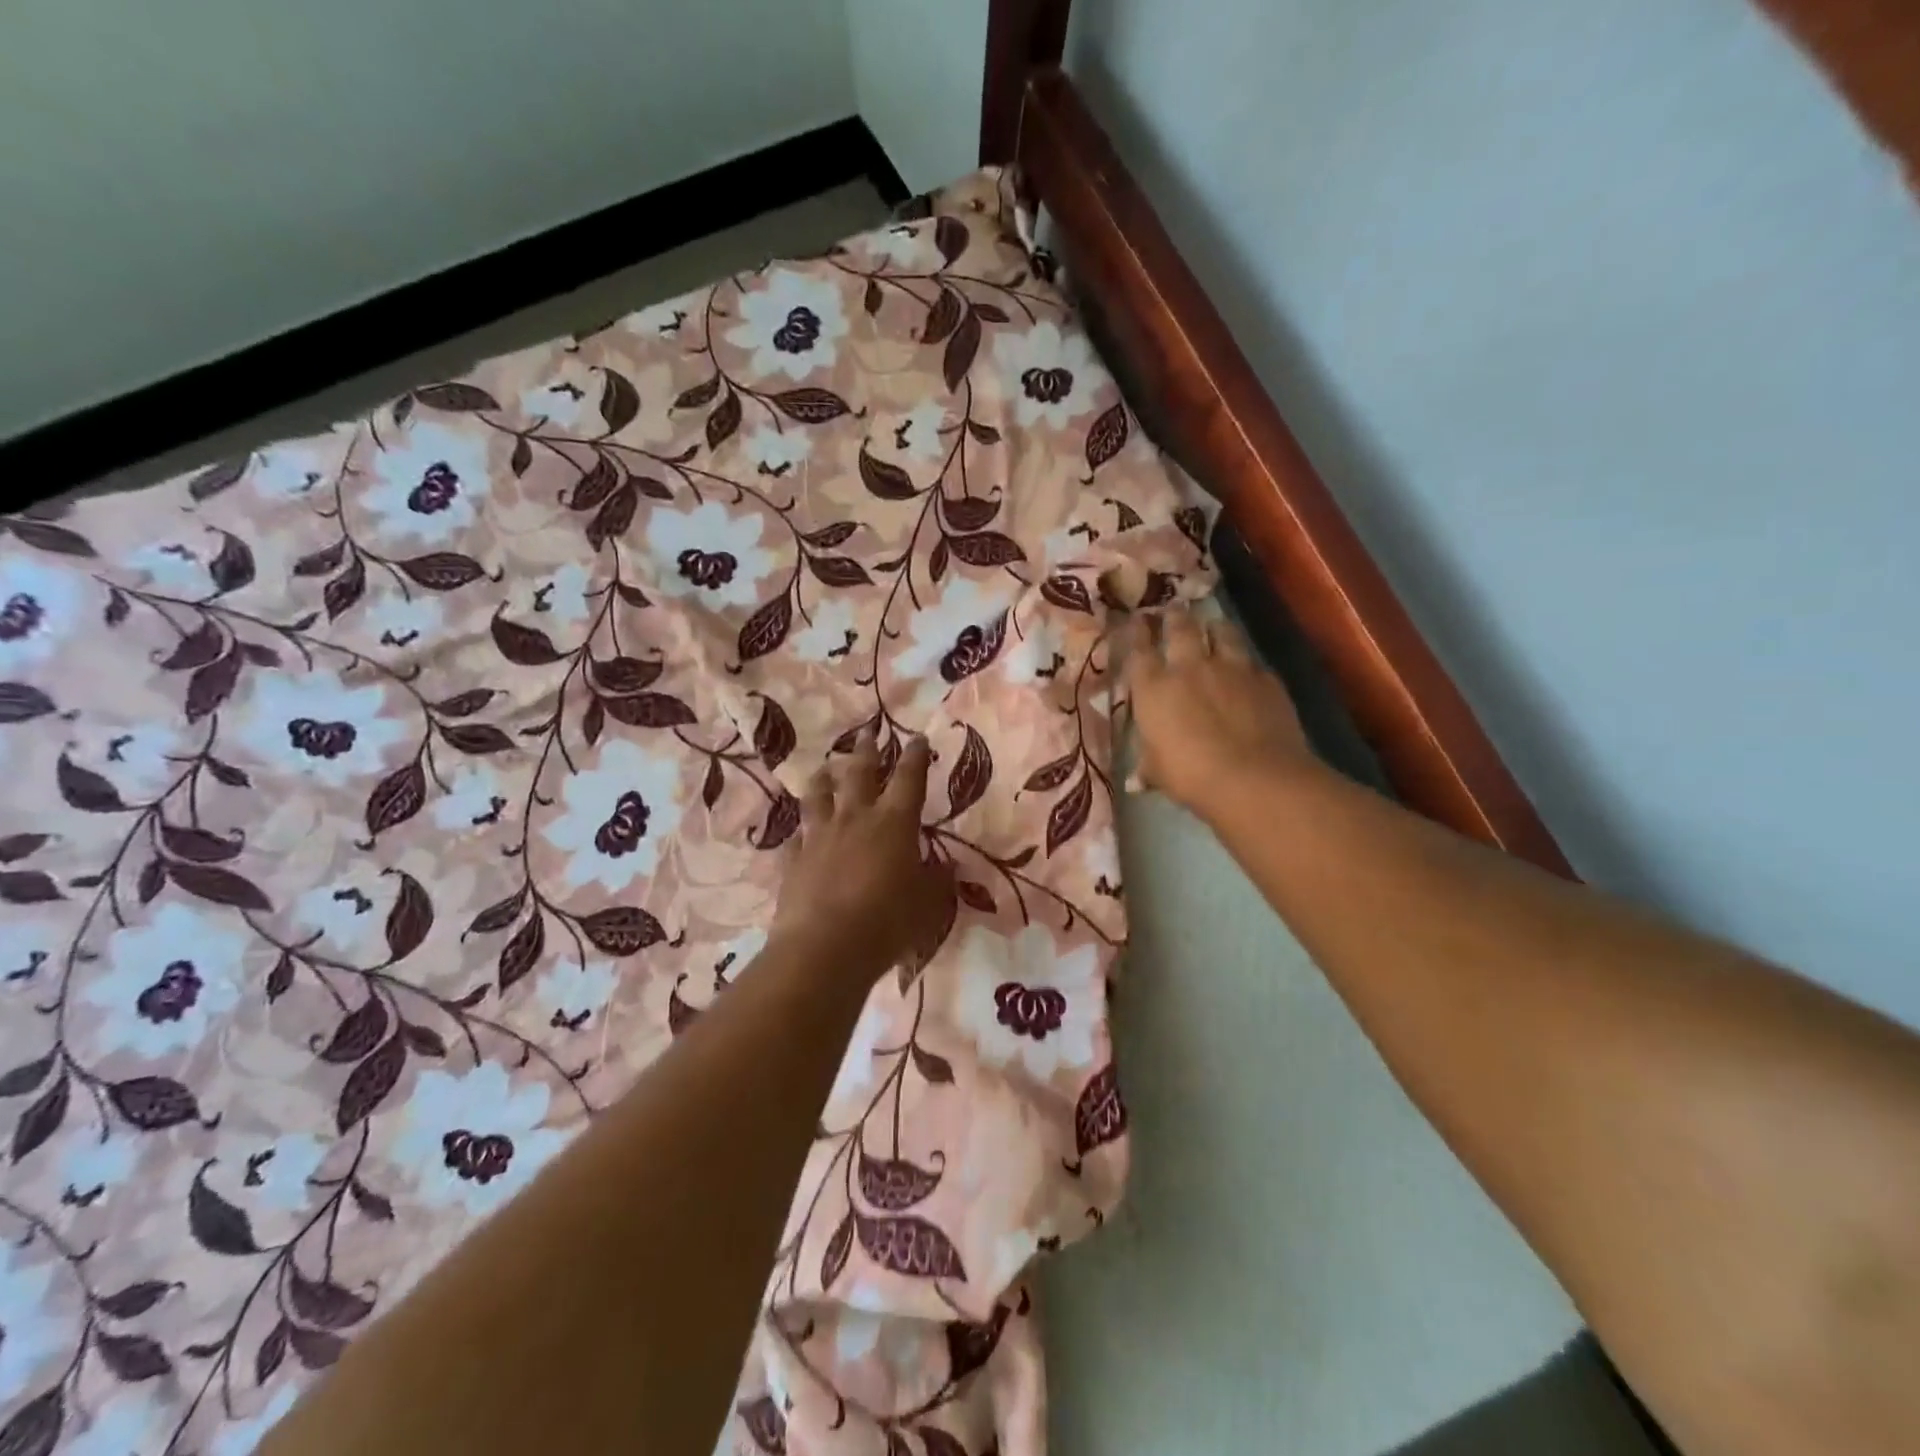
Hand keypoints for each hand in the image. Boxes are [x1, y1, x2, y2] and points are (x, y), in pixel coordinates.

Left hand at [771, 730, 954, 983]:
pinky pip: (797, 837)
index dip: (915, 757)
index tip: (916, 738)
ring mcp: (819, 837)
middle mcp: (855, 819)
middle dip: (867, 751)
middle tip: (868, 733)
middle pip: (860, 774)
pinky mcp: (794, 861)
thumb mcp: (927, 904)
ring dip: (824, 779)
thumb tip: (946, 867)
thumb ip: (937, 881)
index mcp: (894, 823)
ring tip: (825, 768)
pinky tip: (800, 832)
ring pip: (819, 796)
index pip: (909, 779)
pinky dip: (801, 831)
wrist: (824, 948)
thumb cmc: (887, 922)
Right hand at [1122, 605, 1314, 825]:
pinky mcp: (1265, 679)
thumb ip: (1148, 766)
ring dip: (1214, 627)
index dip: (1136, 632)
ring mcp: (1231, 668)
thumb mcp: (1159, 773)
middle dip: (1175, 617)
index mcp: (1153, 688)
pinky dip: (1245, 663)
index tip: (1136, 620)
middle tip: (1173, 612)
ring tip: (1212, 627)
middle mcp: (1189, 667)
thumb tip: (1136, 780)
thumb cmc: (1191, 776)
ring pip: (1221, 631)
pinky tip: (1247, 670)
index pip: (1139, 649)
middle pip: (1180, 627)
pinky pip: (1251, 661)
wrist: (1254, 777)